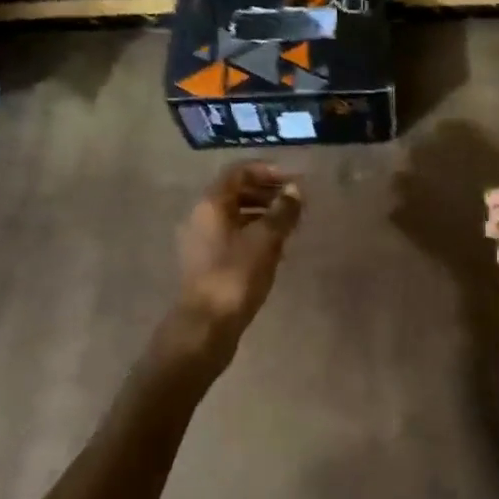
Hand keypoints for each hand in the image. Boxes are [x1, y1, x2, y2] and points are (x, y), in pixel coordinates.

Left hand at [165, 162, 302, 361]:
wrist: (205, 327)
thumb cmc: (236, 276)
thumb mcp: (266, 240)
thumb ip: (282, 211)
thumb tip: (295, 190)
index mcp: (211, 203)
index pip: (239, 172)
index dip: (268, 170)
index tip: (294, 180)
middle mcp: (202, 216)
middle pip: (236, 192)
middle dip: (267, 192)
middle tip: (296, 201)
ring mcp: (202, 241)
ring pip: (235, 215)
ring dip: (263, 213)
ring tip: (291, 224)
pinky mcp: (208, 262)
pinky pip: (233, 235)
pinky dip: (254, 233)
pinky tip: (276, 248)